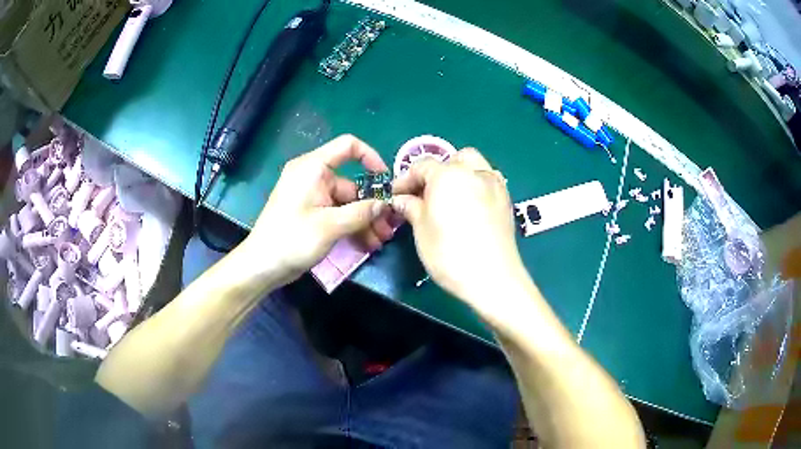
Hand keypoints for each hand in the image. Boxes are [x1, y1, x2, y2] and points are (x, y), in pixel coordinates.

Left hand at [240, 135, 394, 284]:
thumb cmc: (292, 240)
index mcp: (312, 168)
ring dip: (364, 220)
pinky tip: (366, 243)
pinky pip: (337, 213)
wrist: (262, 266)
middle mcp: (313, 177)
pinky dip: (351, 225)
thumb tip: (385, 204)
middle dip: (371, 206)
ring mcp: (312, 196)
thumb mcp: (330, 226)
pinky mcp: (311, 213)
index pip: (348, 146)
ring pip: (347, 203)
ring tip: (379, 241)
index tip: (385, 180)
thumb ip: (361, 212)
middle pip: (351, 183)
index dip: (371, 157)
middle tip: (388, 228)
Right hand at [392, 148, 530, 315]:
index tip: (396, 195)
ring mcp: (494, 184)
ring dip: (459, 174)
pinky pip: (488, 180)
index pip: (422, 166)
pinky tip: (469, 206)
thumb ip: (411, 207)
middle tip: (425, 194)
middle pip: (453, 159)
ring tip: (449, 198)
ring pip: (475, 166)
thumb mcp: (421, 230)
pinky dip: (475, 184)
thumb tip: (401, 199)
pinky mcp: (506, 200)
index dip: (405, 179)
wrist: (492, 278)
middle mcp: (474, 172)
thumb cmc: (450, 254)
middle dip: (436, 171)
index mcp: (448, 175)